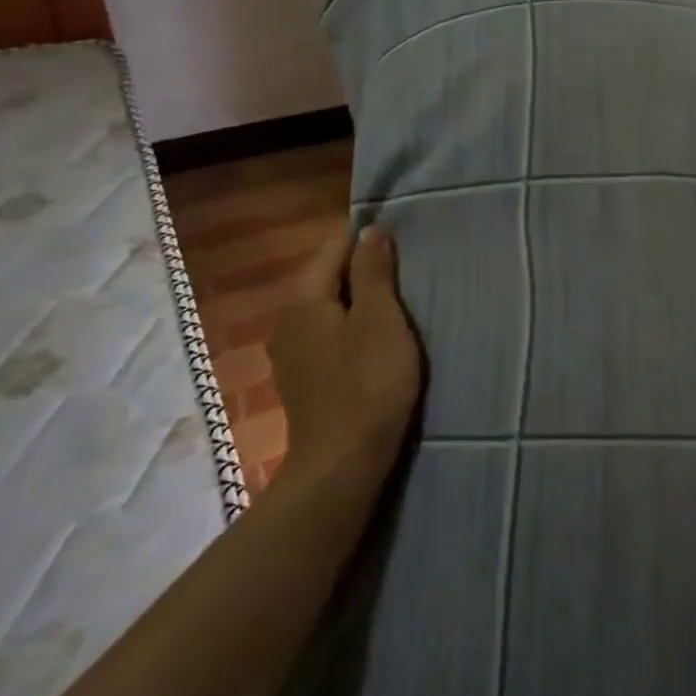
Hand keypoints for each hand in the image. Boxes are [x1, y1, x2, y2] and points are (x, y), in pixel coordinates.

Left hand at [268, 225, 421, 480]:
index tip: (404, 246)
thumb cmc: (368, 383)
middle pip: (330, 276)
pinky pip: (328, 335)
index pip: (334, 246)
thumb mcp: (380, 319)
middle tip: (408, 277)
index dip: (368, 240)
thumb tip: (370, 229)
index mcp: (303, 297)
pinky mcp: (303, 378)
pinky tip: (376, 343)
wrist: (342, 465)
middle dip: (365, 272)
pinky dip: (351, 330)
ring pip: (330, 308)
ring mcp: (291, 351)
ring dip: (361, 303)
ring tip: (398, 308)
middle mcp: (287, 318)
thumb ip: (373, 271)